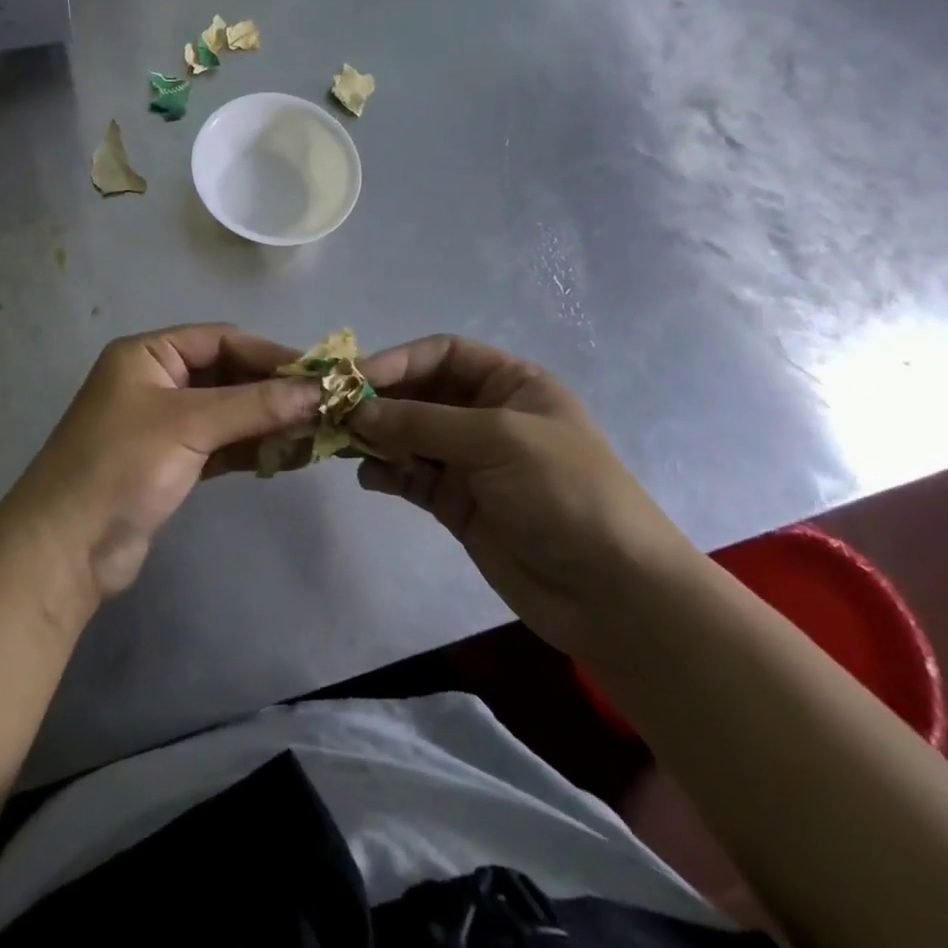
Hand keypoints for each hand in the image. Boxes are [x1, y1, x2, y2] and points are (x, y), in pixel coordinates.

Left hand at [10, 324, 320, 599]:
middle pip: (227, 374)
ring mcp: (163, 424)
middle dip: (274, 390)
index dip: (271, 354)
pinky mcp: (171, 463)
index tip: (321, 374)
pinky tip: (290, 455)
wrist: (66, 547)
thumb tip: (320, 389)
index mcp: (148, 354)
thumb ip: (255, 404)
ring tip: (319, 431)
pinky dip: (252, 448)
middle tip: (326, 405)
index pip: (221, 339)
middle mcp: (155, 381)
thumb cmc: (121, 465)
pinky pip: (221, 445)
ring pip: (227, 412)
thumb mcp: (189, 424)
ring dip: (268, 420)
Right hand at [352, 335, 702, 655]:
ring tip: (342, 444)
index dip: (398, 360)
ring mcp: (470, 461)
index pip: (443, 354)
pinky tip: (369, 478)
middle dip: (380, 401)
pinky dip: (386, 473)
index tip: (354, 379)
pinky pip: (410, 476)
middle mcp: (486, 415)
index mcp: (511, 384)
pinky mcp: (456, 502)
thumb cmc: (564, 492)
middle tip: (334, 411)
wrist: (612, 593)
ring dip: (376, 437)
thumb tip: (356, 412)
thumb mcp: (497, 440)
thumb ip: (422, 422)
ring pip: (408, 435)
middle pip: (419, 393)